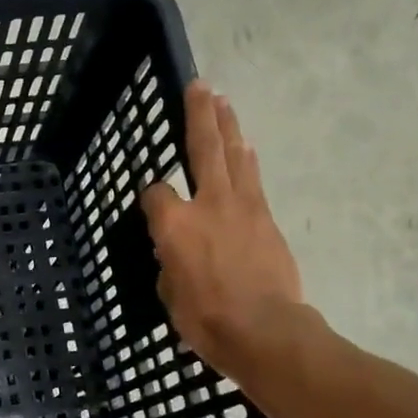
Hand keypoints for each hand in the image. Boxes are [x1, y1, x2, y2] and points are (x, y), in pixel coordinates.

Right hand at [141, 82, 304, 384]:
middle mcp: (206, 203)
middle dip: (200, 115)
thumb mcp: (169, 293)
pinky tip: (245, 150)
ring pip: (234, 155)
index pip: (155, 193)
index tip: (151, 207)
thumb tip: (177, 253)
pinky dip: (246, 161)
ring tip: (224, 103)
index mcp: (173, 224)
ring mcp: (241, 207)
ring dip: (228, 127)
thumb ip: (170, 262)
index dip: (151, 197)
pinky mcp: (266, 218)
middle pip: (203, 147)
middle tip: (201, 86)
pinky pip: (253, 179)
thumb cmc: (206, 319)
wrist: (265, 331)